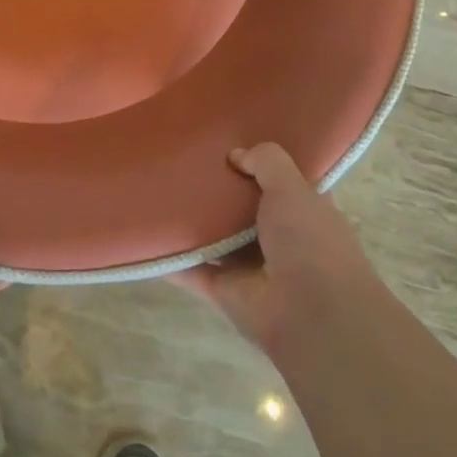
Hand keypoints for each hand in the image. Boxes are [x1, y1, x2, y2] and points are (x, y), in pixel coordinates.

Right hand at [174, 143, 379, 356]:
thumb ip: (267, 162)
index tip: (227, 138)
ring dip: (191, 220)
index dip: (257, 161)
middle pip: (240, 205)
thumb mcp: (293, 188)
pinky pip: (191, 268)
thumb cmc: (311, 243)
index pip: (279, 180)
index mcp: (303, 212)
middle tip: (182, 157)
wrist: (312, 318)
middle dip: (217, 187)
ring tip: (157, 186)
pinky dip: (170, 256)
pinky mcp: (224, 289)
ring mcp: (250, 266)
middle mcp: (278, 237)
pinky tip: (144, 233)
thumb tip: (236, 154)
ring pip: (214, 236)